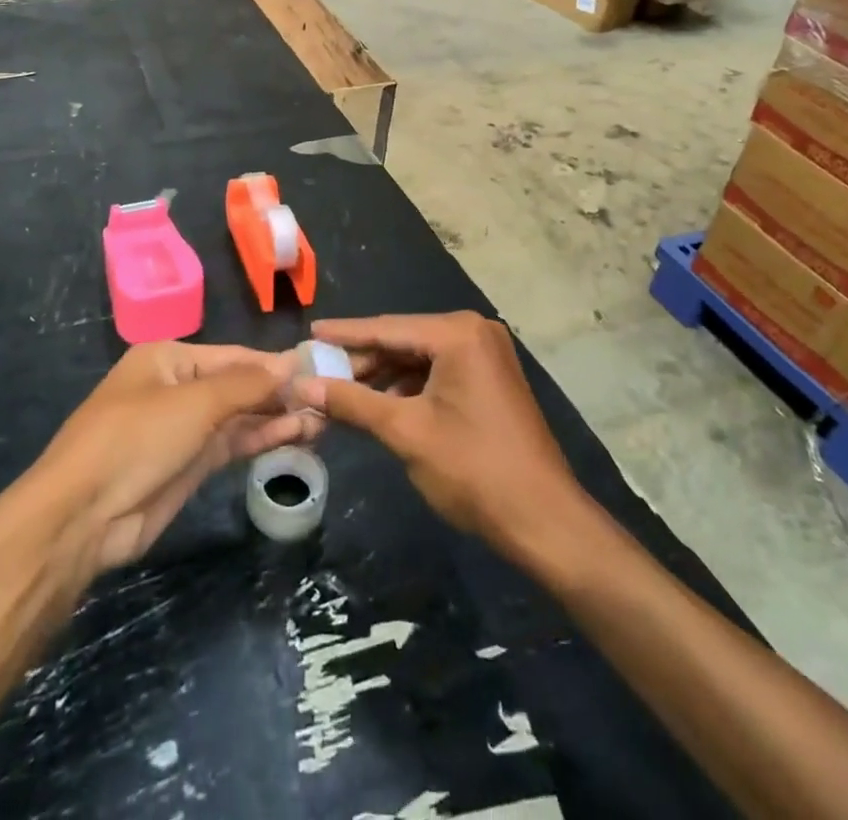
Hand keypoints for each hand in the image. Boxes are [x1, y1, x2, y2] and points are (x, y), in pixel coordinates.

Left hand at [35, 343, 320, 575]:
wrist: (83, 517)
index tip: (317, 371)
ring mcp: (182, 428)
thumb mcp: (195, 402)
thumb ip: (248, 384)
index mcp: (168, 359)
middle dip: (279, 393)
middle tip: (327, 400)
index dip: (275, 364)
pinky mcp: (188, 465)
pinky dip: (261, 439)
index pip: (234, 356)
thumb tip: (294, 362)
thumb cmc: (136, 439)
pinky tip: (295, 436)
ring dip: (276, 418)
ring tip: (321, 420)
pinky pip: (232, 443)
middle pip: (238, 385)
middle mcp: (177, 387)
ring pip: (239, 416)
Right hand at [291, 313, 586, 560]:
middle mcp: (475, 331)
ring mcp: (487, 354)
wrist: (544, 520)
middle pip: (404, 339)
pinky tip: (381, 403)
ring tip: (341, 390)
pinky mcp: (491, 378)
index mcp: (458, 333)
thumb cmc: (473, 469)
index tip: (309, 333)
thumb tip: (303, 386)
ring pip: (420, 357)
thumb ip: (352, 402)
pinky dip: (409, 386)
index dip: (345, 334)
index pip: (387, 328)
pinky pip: (439, 371)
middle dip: (363, 359)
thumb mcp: (405, 432)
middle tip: (319, 370)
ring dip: (384, 375)